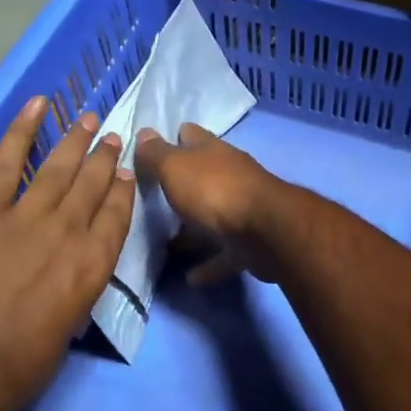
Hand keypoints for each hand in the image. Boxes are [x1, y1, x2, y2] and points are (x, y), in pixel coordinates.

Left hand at [0, 96, 135, 395]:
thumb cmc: (25, 359)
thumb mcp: (70, 323)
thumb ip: (75, 288)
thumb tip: (71, 273)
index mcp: (94, 262)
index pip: (117, 215)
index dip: (123, 189)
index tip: (126, 171)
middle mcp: (69, 229)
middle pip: (92, 184)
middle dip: (104, 157)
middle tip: (113, 135)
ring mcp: (27, 215)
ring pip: (59, 168)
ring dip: (75, 141)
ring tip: (88, 118)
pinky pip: (7, 163)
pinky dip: (22, 131)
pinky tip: (37, 105)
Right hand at [133, 124, 288, 284]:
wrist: (265, 231)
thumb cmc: (214, 191)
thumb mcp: (175, 167)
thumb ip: (157, 153)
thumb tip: (144, 132)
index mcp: (213, 151)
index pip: (191, 135)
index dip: (173, 137)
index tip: (151, 150)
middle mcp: (230, 175)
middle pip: (202, 176)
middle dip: (181, 186)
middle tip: (152, 200)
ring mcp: (243, 209)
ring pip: (213, 216)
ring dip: (194, 229)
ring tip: (168, 243)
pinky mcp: (250, 242)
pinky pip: (224, 253)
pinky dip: (208, 264)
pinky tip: (190, 277)